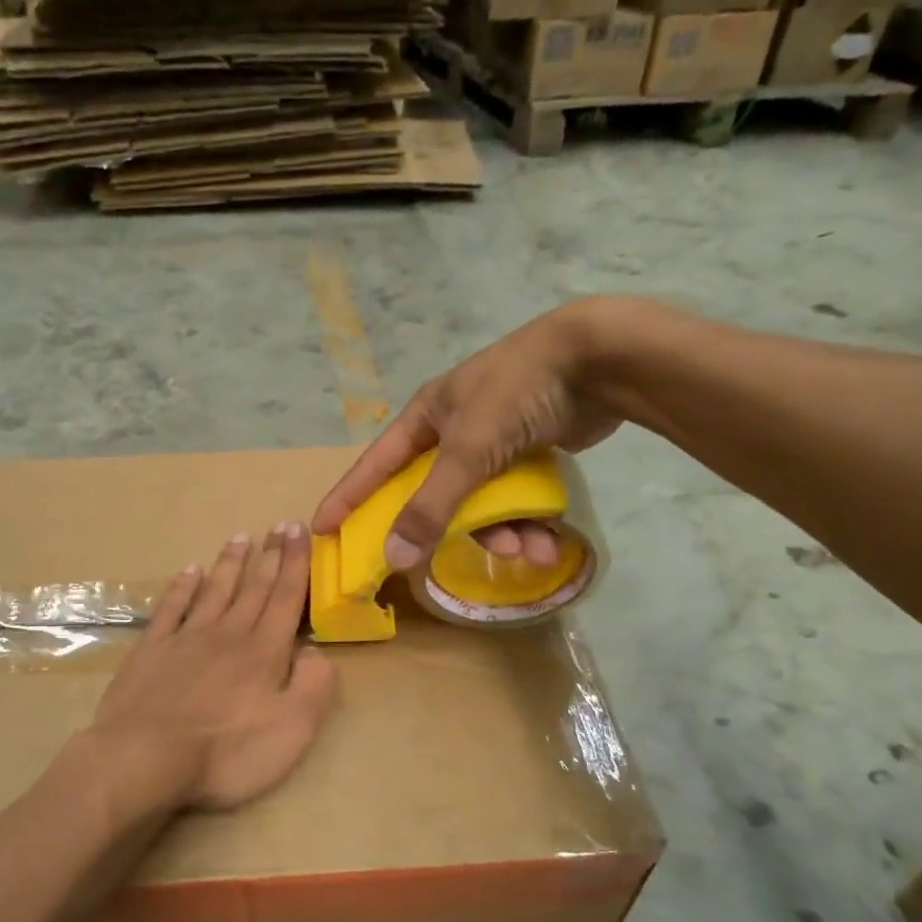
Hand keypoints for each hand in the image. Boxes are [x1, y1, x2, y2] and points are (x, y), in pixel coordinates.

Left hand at [91, 524, 336, 812]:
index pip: (286, 598)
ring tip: (240, 537)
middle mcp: (228, 634)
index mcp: (264, 652)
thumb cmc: (226, 753)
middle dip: (270, 556)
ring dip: (230, 564)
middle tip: (280, 525)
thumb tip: (315, 651)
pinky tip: (189, 571)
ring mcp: (186, 639)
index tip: (300, 530)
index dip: (296, 563)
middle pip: (254, 588)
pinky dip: (182, 587)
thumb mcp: (292, 729)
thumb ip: (313, 686)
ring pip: (214, 591)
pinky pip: (170, 609)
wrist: (145, 759)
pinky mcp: (151, 651)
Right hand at [311, 299, 621, 568]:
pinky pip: (515, 500)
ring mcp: (494, 441)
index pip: (376, 464)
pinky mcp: (529, 453)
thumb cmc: (517, 393)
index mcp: (426, 416)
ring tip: (528, 551)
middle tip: (445, 561)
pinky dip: (528, 523)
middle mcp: (453, 430)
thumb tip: (394, 557)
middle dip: (449, 529)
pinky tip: (548, 542)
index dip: (349, 496)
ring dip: (502, 533)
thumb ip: (431, 506)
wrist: (598, 361)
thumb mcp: (468, 450)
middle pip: (433, 494)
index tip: (324, 528)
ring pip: (481, 503)